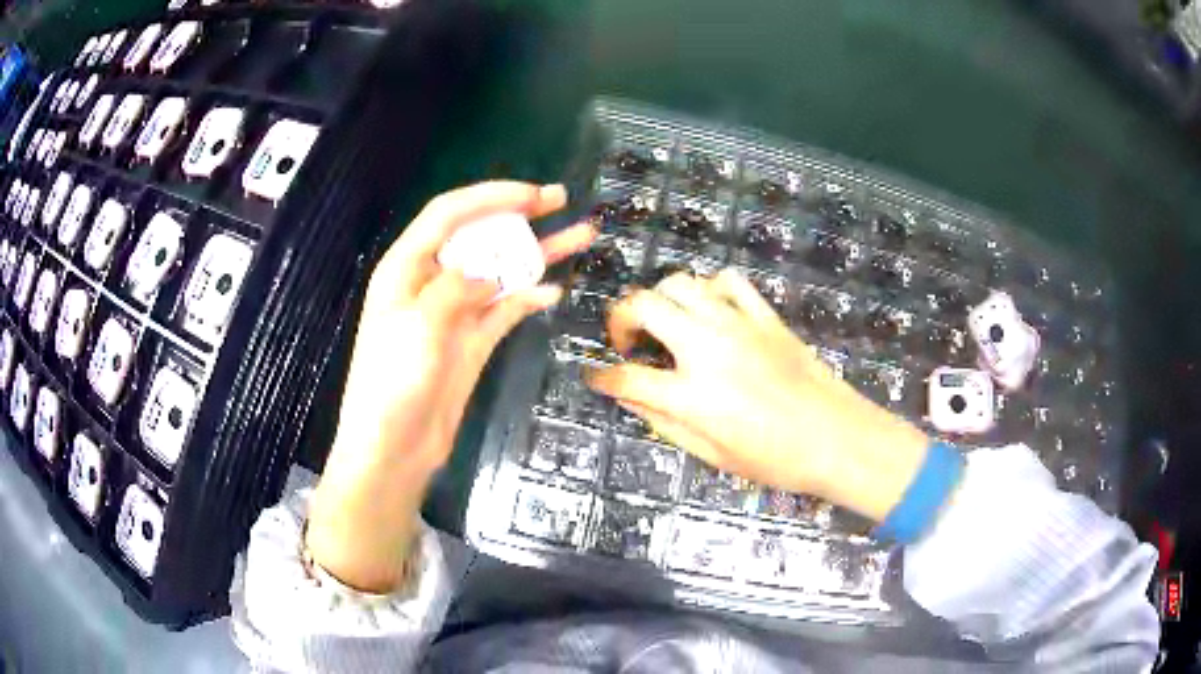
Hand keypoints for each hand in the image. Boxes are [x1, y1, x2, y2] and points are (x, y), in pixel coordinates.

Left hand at [307, 181, 594, 591]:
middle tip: (561, 200)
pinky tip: (554, 290)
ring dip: (537, 254)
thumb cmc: (392, 382)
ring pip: (500, 271)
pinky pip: (505, 309)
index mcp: (406, 266)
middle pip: (479, 236)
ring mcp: (455, 312)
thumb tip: (490, 274)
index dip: (491, 196)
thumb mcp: (418, 324)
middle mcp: (431, 281)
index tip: (533, 195)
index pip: (450, 214)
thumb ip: (456, 286)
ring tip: (581, 236)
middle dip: (519, 215)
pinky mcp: (472, 341)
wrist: (394, 447)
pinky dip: (528, 297)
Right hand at [587, 270, 928, 522]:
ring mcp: (738, 325)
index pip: (626, 377)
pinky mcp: (765, 316)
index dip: (601, 377)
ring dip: (661, 298)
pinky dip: (709, 288)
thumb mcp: (712, 455)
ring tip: (666, 322)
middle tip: (626, 341)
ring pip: (682, 283)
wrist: (837, 438)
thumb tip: (630, 397)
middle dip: (620, 318)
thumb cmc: (775, 459)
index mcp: (691, 395)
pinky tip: (711, 309)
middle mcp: (708, 349)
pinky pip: (729, 281)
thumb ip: (664, 423)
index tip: (594, 376)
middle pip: (643, 305)